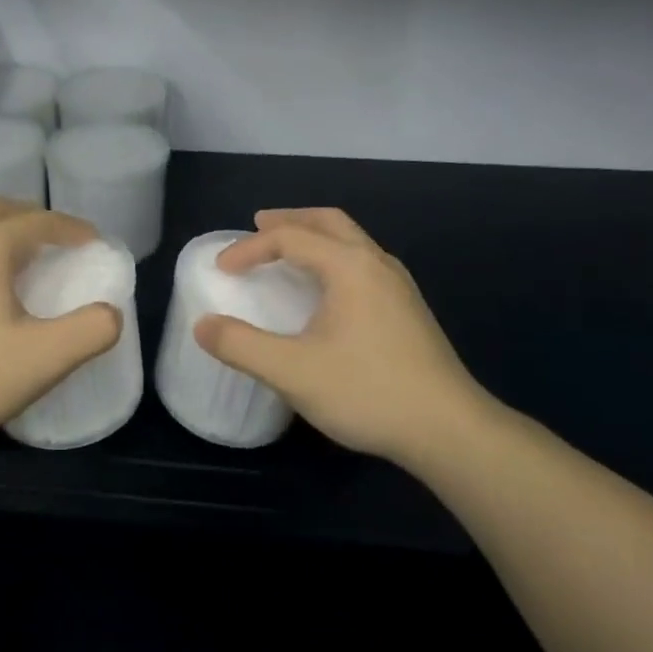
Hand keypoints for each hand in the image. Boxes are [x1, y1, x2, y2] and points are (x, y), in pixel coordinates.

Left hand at [0, 198, 123, 449]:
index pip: (39, 221)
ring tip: (22, 257)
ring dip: (1, 228)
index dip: (73, 228)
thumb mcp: (43, 360)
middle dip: (34, 218)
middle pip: (0, 208)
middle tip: (58, 242)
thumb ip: (90, 331)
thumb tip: (111, 313)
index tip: (94, 243)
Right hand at [194, 208, 494, 462]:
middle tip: (258, 226)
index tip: (222, 270)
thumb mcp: (292, 371)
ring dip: (315, 237)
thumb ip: (241, 346)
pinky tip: (327, 291)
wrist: (449, 430)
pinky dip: (334, 257)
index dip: (249, 248)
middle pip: (329, 222)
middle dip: (289, 220)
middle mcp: (377, 264)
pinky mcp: (409, 310)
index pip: (289, 238)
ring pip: (352, 240)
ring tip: (288, 253)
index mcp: (349, 266)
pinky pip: (363, 263)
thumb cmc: (368, 391)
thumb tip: (203, 326)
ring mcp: (399, 286)